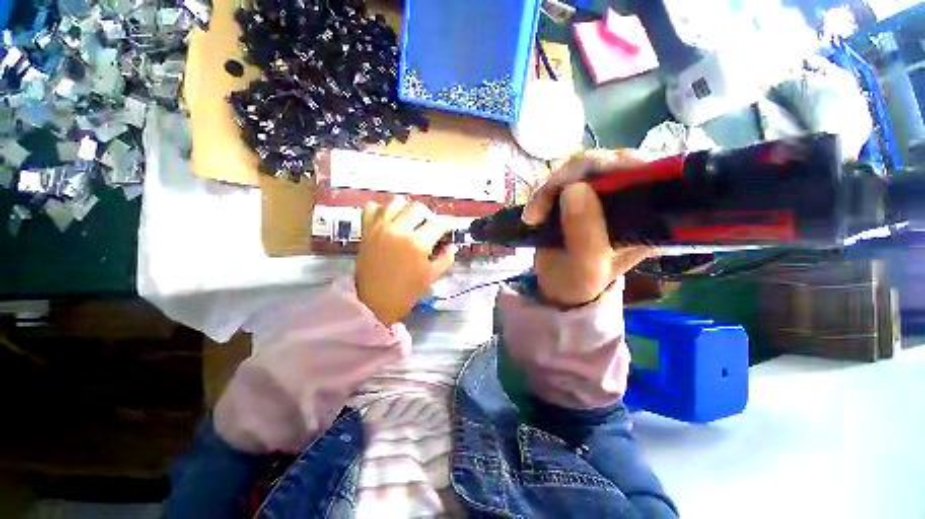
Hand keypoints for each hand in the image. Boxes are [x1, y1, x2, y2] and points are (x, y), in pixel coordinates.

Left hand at [356, 196, 455, 325]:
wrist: (373, 302)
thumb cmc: (406, 292)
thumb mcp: (431, 277)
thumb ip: (445, 259)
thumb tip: (451, 245)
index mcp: (418, 243)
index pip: (439, 223)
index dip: (448, 223)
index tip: (449, 227)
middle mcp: (399, 229)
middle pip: (418, 207)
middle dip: (428, 216)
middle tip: (428, 228)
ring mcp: (380, 227)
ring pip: (396, 202)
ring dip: (406, 209)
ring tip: (409, 222)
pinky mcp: (367, 230)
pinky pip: (373, 207)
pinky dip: (382, 209)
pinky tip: (389, 220)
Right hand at [523, 150, 656, 306]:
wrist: (558, 285)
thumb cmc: (579, 282)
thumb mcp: (586, 266)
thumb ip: (585, 233)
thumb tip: (574, 188)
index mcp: (649, 216)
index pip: (644, 172)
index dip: (612, 167)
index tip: (575, 185)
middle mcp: (631, 198)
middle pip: (608, 162)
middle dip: (568, 180)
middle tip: (541, 207)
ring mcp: (603, 193)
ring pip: (579, 168)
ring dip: (549, 188)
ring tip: (533, 216)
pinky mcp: (579, 193)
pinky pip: (561, 179)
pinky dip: (542, 193)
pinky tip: (533, 214)